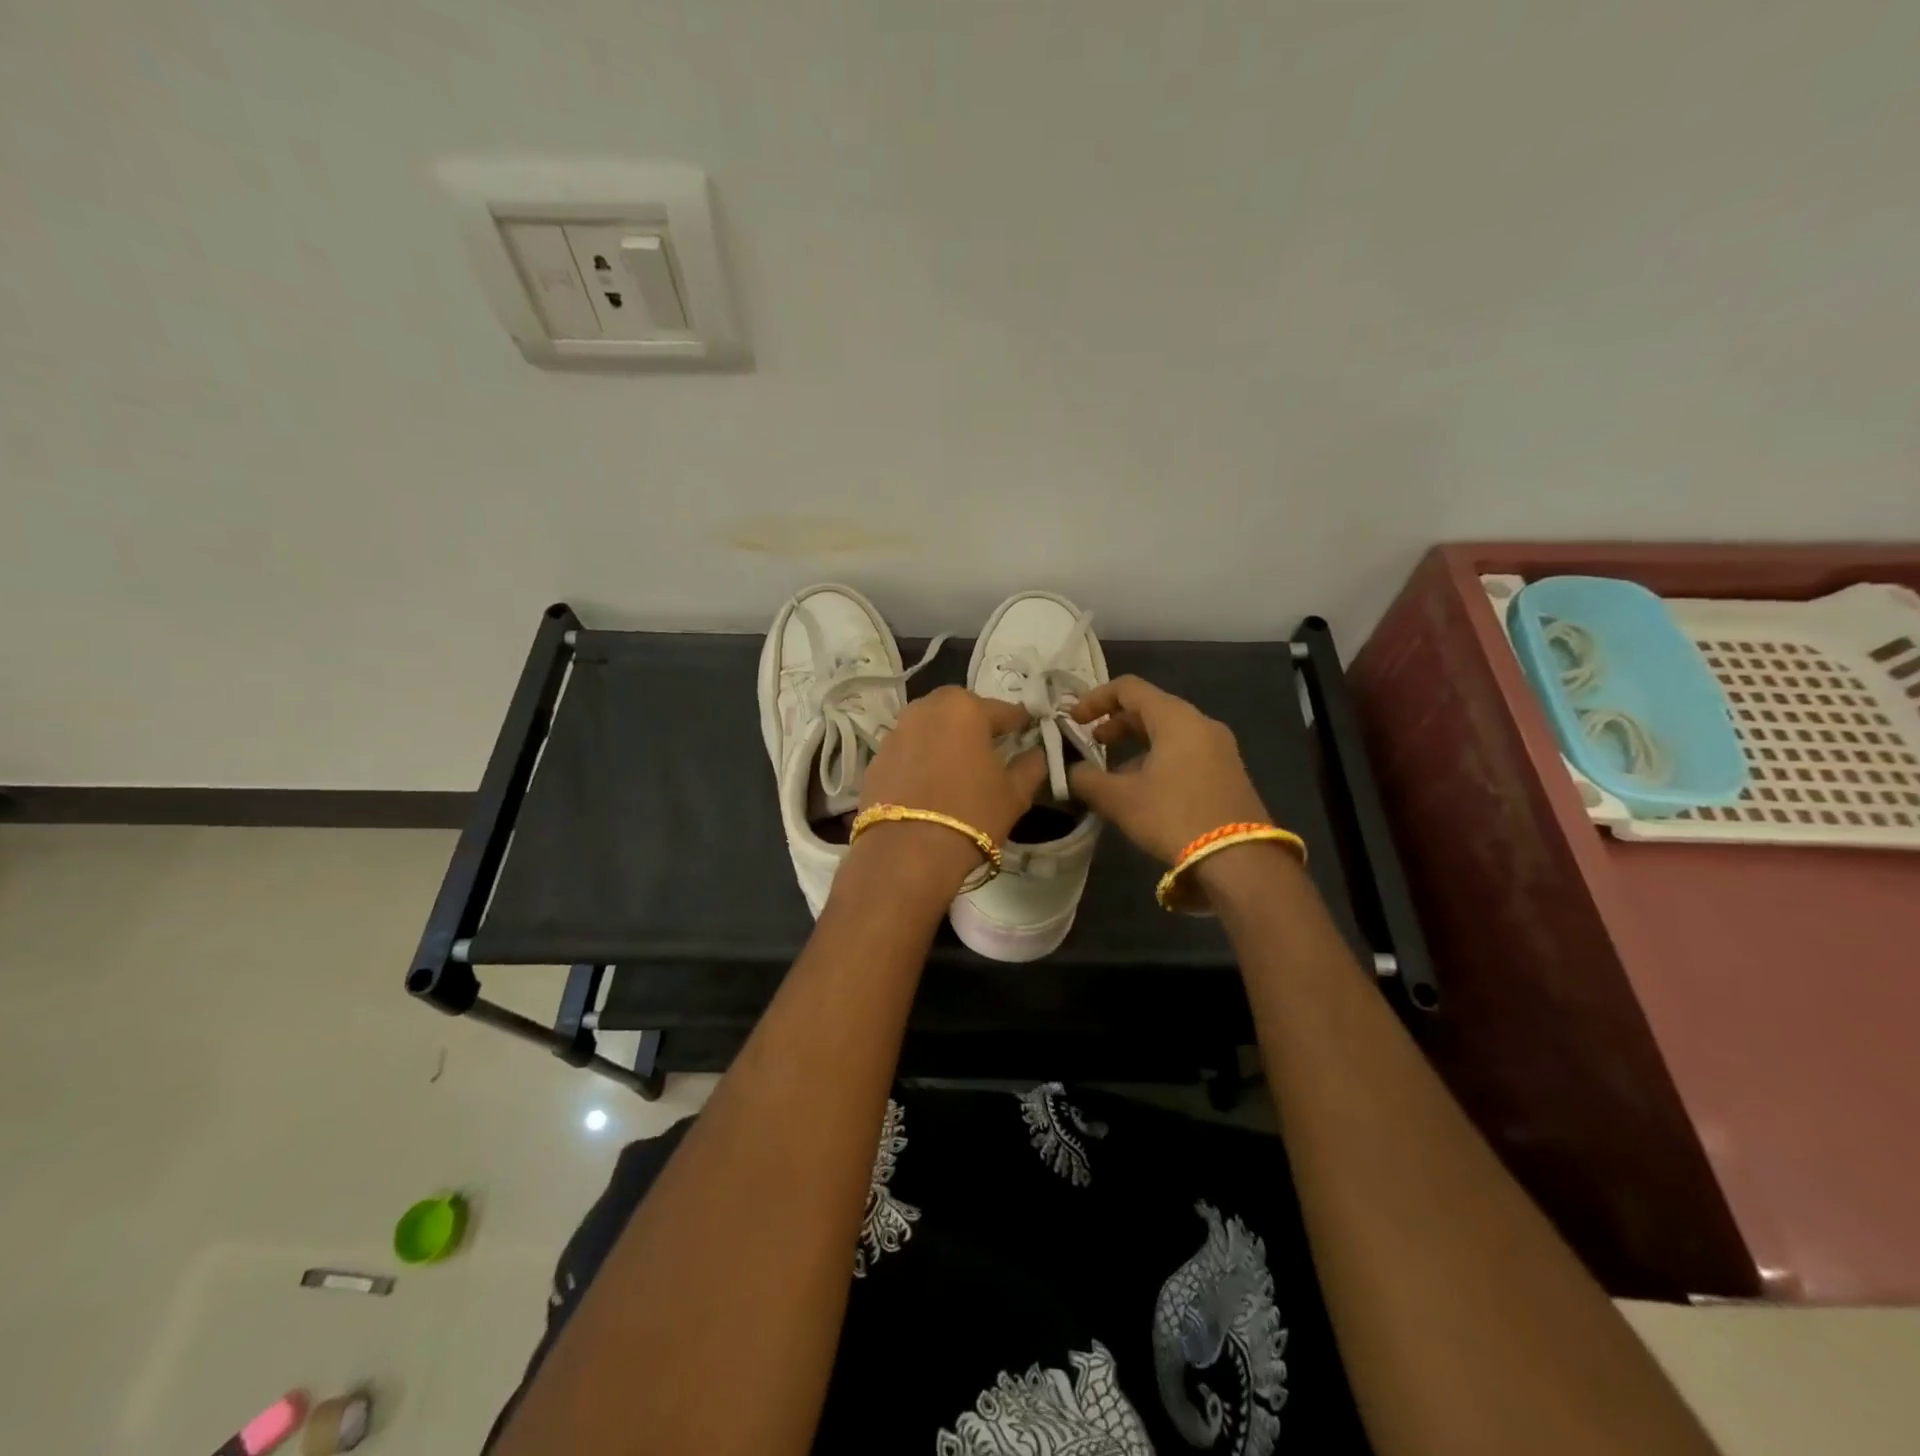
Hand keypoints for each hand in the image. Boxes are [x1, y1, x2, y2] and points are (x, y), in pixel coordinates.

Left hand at [851, 687, 1047, 896]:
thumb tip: (1036, 753)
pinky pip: (908, 749)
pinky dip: (921, 758)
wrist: (907, 853)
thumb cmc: (972, 815)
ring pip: (929, 726)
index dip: (1020, 723)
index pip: (1003, 710)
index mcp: (965, 708)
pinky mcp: (876, 758)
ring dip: (945, 738)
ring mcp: (896, 731)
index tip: (1028, 733)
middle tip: (990, 748)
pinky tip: (929, 784)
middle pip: (960, 709)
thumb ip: (1031, 766)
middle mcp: (926, 709)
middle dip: (976, 723)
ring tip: (958, 766)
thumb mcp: (1015, 794)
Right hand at [1067, 675, 1270, 863]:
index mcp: (1175, 718)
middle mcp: (1201, 723)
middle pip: (1150, 708)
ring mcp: (1220, 748)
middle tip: (1091, 745)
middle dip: (1115, 723)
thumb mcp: (1120, 799)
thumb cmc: (1174, 816)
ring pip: (1168, 732)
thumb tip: (1069, 772)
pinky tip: (1144, 791)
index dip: (1095, 699)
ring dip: (1136, 745)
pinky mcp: (1228, 772)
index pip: (1128, 688)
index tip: (1073, 720)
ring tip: (1112, 774)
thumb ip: (1086, 779)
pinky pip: (1185, 751)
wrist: (1240, 860)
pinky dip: (1158, 758)